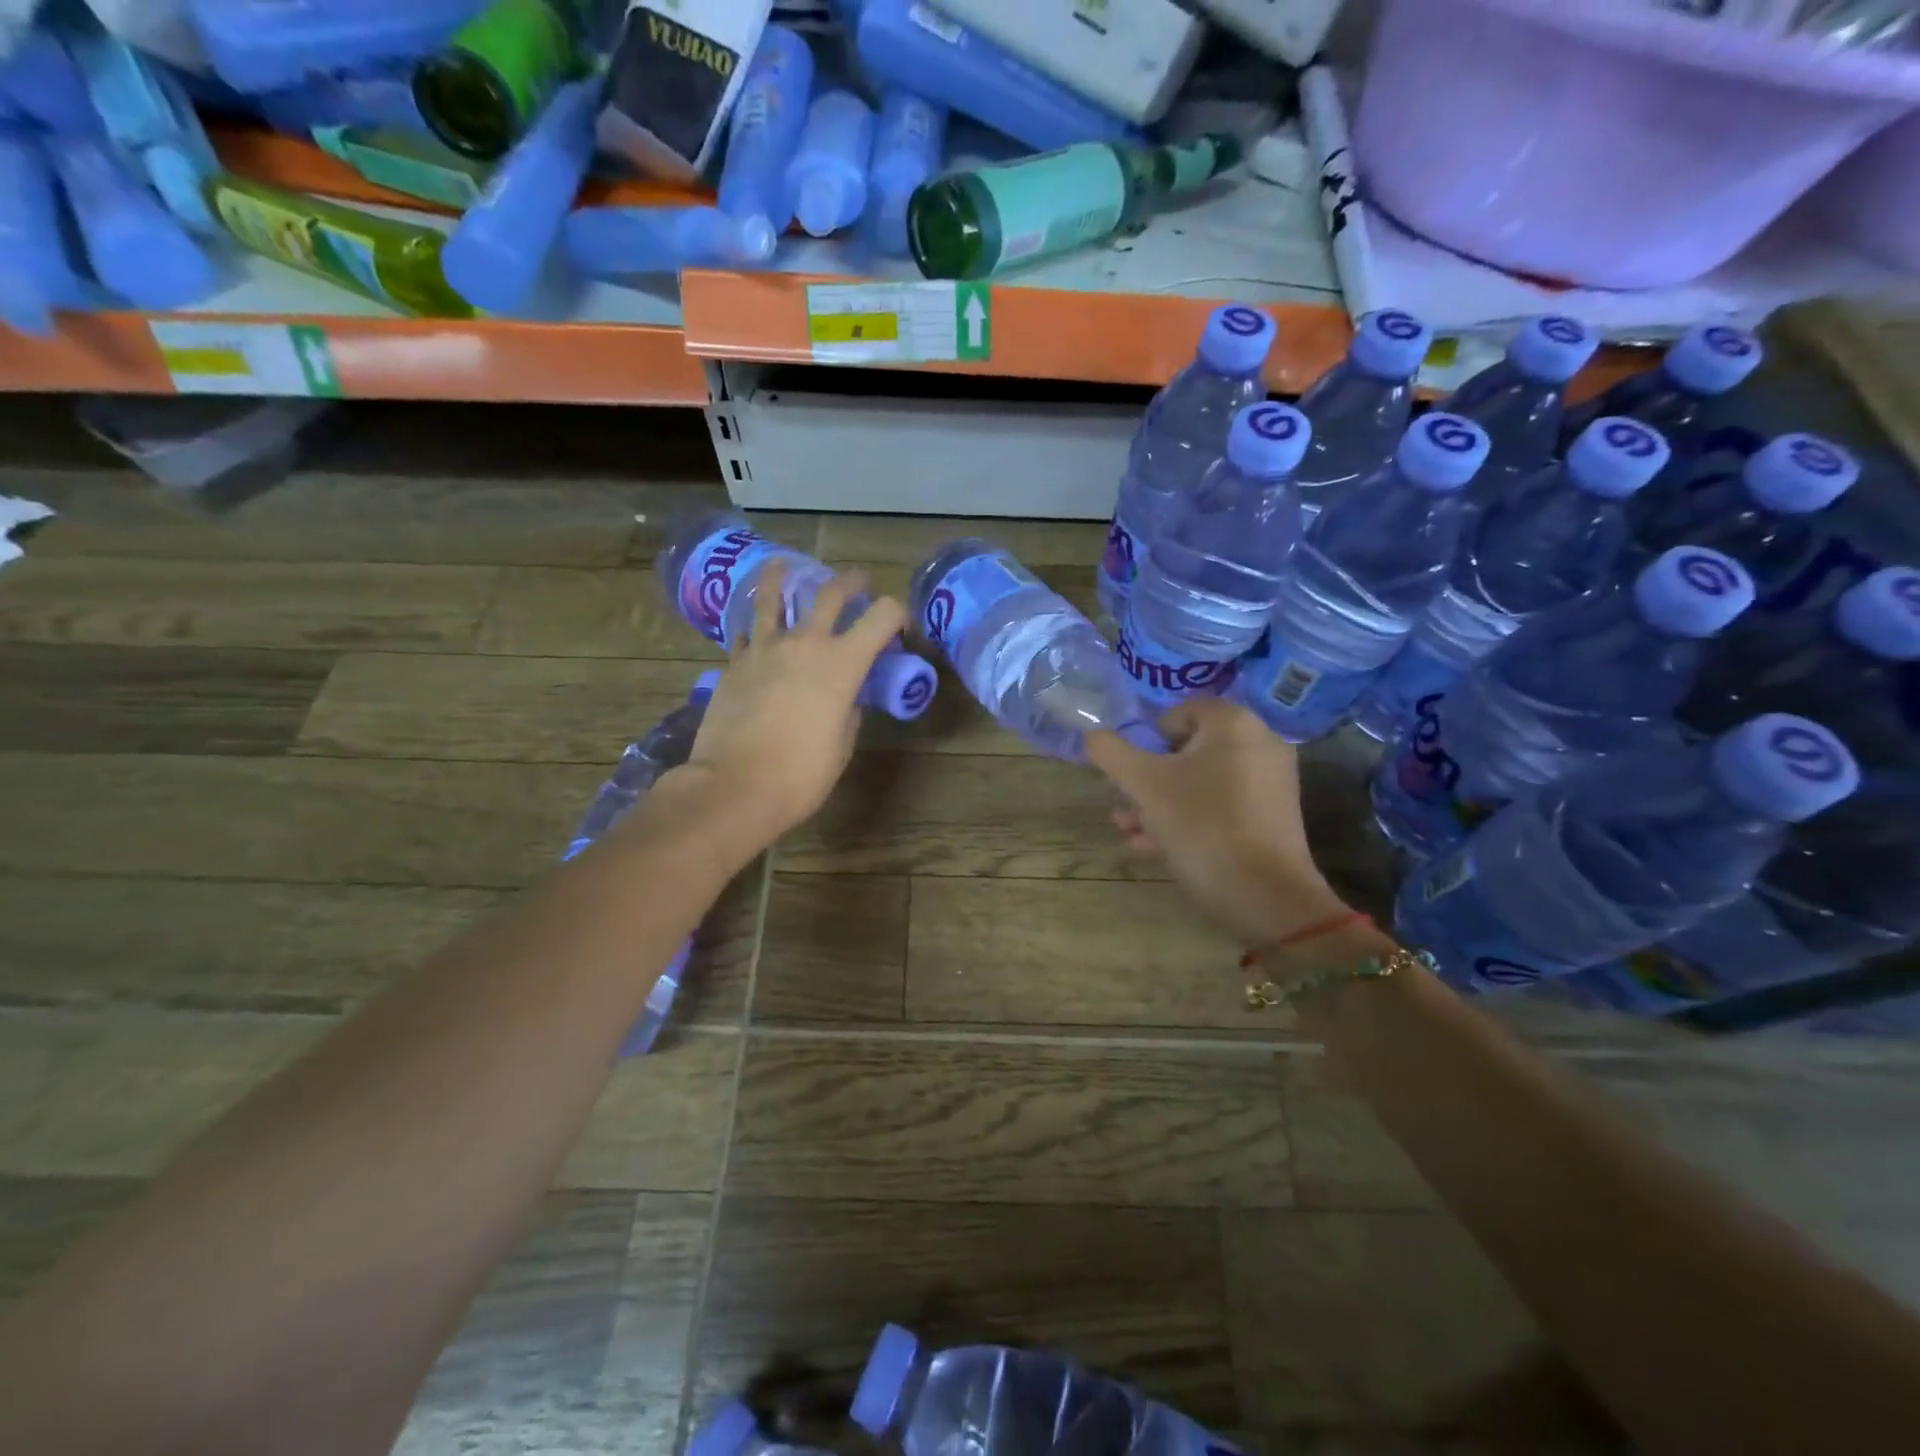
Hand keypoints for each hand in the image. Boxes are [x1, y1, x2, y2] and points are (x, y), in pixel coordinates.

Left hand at [673, 560, 905, 853]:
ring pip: (772, 596)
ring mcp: (763, 649)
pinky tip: (756, 628)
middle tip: (858, 582)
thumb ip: (849, 709)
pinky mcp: (733, 664)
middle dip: (851, 583)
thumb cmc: (802, 774)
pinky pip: (746, 632)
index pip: (882, 616)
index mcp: (843, 663)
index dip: (897, 614)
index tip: (899, 627)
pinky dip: (755, 626)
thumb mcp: (843, 743)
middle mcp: (805, 643)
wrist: (735, 786)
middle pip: (831, 594)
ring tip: (784, 566)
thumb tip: (845, 696)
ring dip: (782, 577)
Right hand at [1086, 698, 1351, 945]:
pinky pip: (1221, 806)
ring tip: (1127, 829)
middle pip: (1188, 750)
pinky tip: (1152, 847)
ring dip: (1161, 802)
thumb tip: (1092, 736)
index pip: (1178, 713)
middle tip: (1123, 803)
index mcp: (1234, 724)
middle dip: (1148, 778)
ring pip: (1201, 782)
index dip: (1147, 739)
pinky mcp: (1272, 818)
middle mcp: (1259, 744)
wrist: (1265, 896)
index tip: (1129, 771)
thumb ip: (1111, 753)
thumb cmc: (1201, 826)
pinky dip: (1189, 818)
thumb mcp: (1143, 786)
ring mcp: (1270, 783)